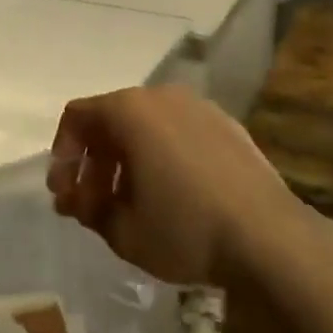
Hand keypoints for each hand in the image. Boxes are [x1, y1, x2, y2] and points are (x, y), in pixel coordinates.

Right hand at [48, 86, 302, 285]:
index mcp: (130, 110)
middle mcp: (162, 96)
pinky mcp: (227, 125)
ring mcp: (199, 107)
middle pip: (112, 119)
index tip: (64, 192)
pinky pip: (179, 131)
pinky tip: (171, 194)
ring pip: (147, 125)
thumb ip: (89, 209)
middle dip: (95, 161)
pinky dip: (162, 154)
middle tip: (92, 204)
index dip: (62, 154)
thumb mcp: (123, 231)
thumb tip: (77, 200)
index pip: (78, 116)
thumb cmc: (185, 228)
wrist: (269, 236)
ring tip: (131, 203)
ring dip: (127, 159)